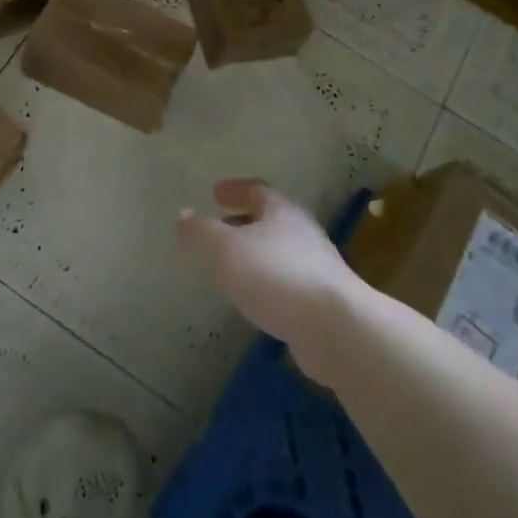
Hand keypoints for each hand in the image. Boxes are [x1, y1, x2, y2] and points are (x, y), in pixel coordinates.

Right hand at [179, 180, 357, 375]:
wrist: (334, 328)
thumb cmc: (274, 274)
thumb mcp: (225, 248)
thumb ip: (201, 231)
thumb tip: (184, 215)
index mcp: (281, 211)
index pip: (257, 190)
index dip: (235, 189)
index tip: (215, 192)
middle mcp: (303, 233)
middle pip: (271, 220)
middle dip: (244, 221)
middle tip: (220, 226)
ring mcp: (316, 267)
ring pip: (279, 251)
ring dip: (255, 253)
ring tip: (231, 264)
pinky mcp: (322, 301)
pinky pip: (286, 281)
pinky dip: (267, 281)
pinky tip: (254, 297)